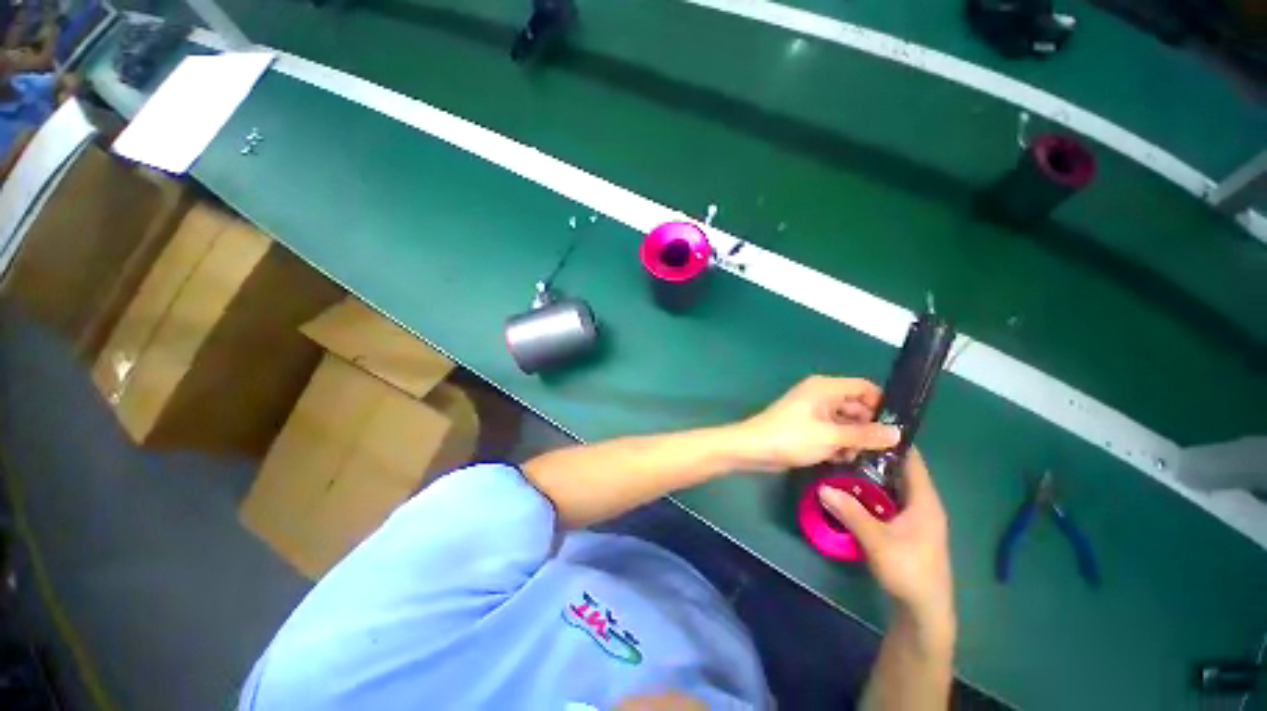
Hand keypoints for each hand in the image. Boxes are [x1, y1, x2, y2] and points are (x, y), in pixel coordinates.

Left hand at [733, 376, 899, 471]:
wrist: (753, 449)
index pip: (864, 387)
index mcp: (825, 388)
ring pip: (845, 421)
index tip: (897, 428)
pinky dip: (840, 443)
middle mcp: (821, 395)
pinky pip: (832, 431)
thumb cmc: (791, 437)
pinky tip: (847, 460)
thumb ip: (865, 435)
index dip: (882, 404)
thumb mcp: (831, 437)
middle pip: (856, 406)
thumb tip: (897, 433)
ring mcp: (813, 411)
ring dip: (855, 438)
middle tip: (887, 450)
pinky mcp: (807, 427)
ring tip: (867, 459)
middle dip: (870, 426)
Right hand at [819, 449, 954, 636]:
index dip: (893, 441)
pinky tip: (851, 488)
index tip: (867, 423)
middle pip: (899, 470)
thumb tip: (823, 486)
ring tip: (844, 459)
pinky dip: (871, 490)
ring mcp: (914, 516)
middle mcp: (922, 503)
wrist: (924, 610)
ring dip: (870, 473)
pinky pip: (887, 499)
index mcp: (924, 501)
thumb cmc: (909, 572)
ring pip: (892, 485)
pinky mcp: (906, 527)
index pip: (912, 460)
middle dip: (875, 455)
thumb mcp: (877, 541)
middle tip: (846, 441)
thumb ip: (851, 512)